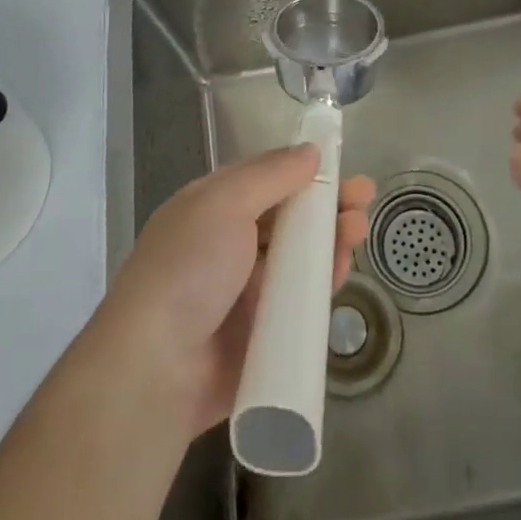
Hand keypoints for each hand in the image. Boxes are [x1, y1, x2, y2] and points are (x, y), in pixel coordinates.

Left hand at [98, 145, 375, 436]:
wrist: (156, 369)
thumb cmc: (188, 268)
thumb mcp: (224, 203)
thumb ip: (271, 175)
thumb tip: (310, 150)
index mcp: (212, 208)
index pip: (266, 179)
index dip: (304, 170)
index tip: (342, 165)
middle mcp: (229, 245)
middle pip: (287, 217)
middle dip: (326, 204)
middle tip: (364, 199)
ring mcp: (245, 291)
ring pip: (299, 258)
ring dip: (330, 240)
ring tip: (357, 231)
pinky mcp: (262, 334)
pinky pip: (300, 303)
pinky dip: (322, 285)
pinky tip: (343, 271)